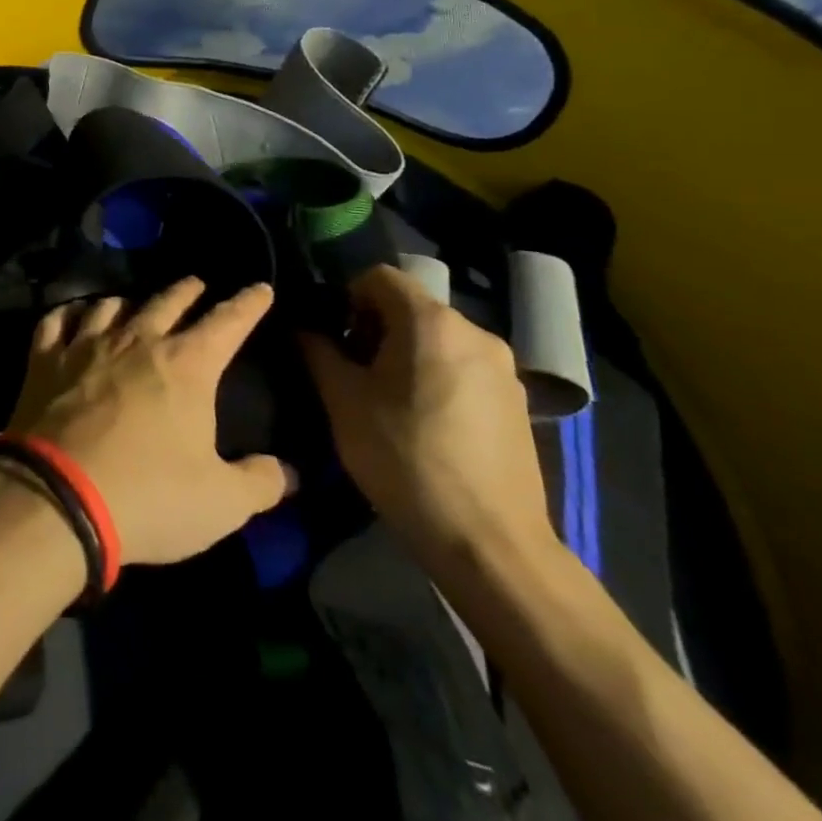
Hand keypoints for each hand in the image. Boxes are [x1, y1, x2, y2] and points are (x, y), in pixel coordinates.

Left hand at [5, 278, 294, 566]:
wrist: (58, 497)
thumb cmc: (150, 497)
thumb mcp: (221, 503)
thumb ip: (260, 482)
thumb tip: (289, 471)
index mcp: (186, 366)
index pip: (227, 323)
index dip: (247, 304)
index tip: (261, 288)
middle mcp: (136, 342)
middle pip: (166, 302)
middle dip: (187, 291)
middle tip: (196, 284)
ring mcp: (86, 346)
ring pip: (110, 305)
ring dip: (128, 301)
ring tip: (133, 303)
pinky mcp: (45, 360)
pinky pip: (56, 321)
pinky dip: (67, 313)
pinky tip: (71, 315)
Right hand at [301, 265, 553, 573]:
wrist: (488, 544)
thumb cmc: (404, 458)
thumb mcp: (343, 400)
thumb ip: (317, 351)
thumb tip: (303, 327)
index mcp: (432, 321)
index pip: (379, 276)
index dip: (346, 297)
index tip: (332, 336)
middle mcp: (475, 332)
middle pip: (410, 306)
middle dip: (373, 327)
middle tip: (351, 370)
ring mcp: (503, 370)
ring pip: (437, 339)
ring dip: (404, 353)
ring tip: (385, 400)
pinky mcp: (518, 404)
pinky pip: (463, 367)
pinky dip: (435, 376)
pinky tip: (422, 423)